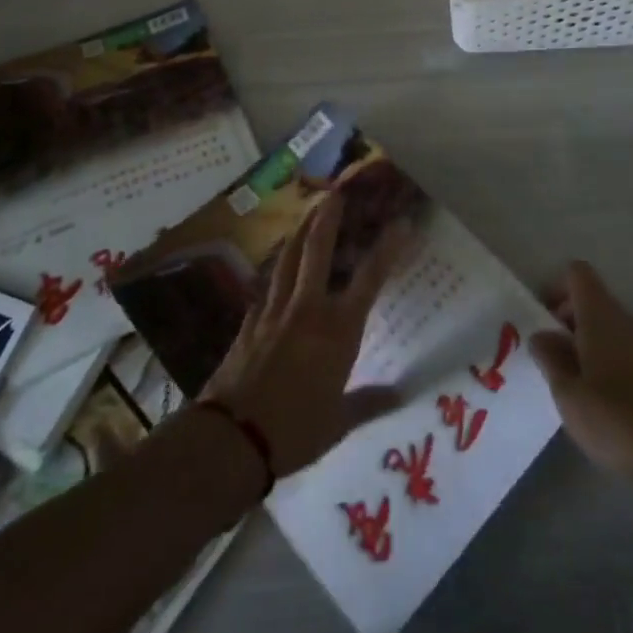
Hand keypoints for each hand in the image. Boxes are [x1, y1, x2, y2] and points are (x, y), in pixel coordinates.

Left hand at [200, 194, 411, 477]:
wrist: (231, 439)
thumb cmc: (294, 431)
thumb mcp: (339, 423)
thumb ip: (368, 403)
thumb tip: (399, 395)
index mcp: (337, 330)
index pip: (369, 279)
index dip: (387, 249)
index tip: (401, 223)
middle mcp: (306, 310)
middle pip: (317, 251)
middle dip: (328, 219)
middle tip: (335, 193)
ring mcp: (272, 313)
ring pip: (286, 261)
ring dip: (298, 235)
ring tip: (306, 217)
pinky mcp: (248, 324)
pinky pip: (265, 288)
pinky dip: (273, 273)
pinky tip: (273, 271)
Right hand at [530, 261, 632, 490]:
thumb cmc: (616, 420)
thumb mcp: (568, 393)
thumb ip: (550, 358)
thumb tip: (542, 335)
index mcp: (602, 316)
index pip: (578, 273)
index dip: (556, 287)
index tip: (543, 321)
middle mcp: (628, 320)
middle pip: (593, 300)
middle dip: (568, 320)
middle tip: (552, 358)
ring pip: (611, 326)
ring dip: (588, 343)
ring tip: (576, 385)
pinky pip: (627, 349)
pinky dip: (609, 361)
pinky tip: (604, 401)